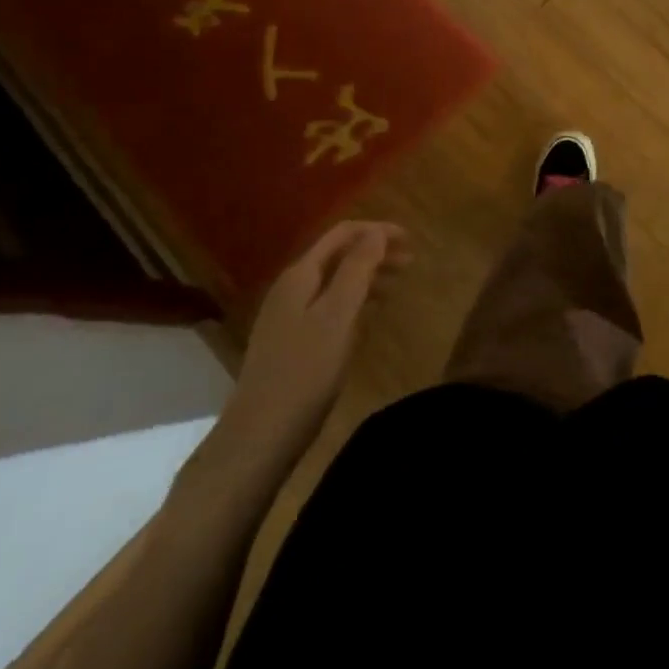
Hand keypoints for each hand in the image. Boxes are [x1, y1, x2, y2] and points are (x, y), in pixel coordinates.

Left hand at [219, 221, 410, 466]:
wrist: (258, 438)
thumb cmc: (304, 373)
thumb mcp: (337, 316)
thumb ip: (357, 269)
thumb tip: (376, 231)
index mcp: (300, 275)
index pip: (342, 234)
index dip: (376, 231)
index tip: (409, 239)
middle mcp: (290, 288)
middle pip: (337, 255)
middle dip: (374, 252)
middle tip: (410, 262)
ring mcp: (287, 316)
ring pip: (334, 281)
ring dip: (367, 276)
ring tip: (397, 285)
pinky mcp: (290, 342)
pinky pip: (328, 306)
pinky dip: (354, 301)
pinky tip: (368, 316)